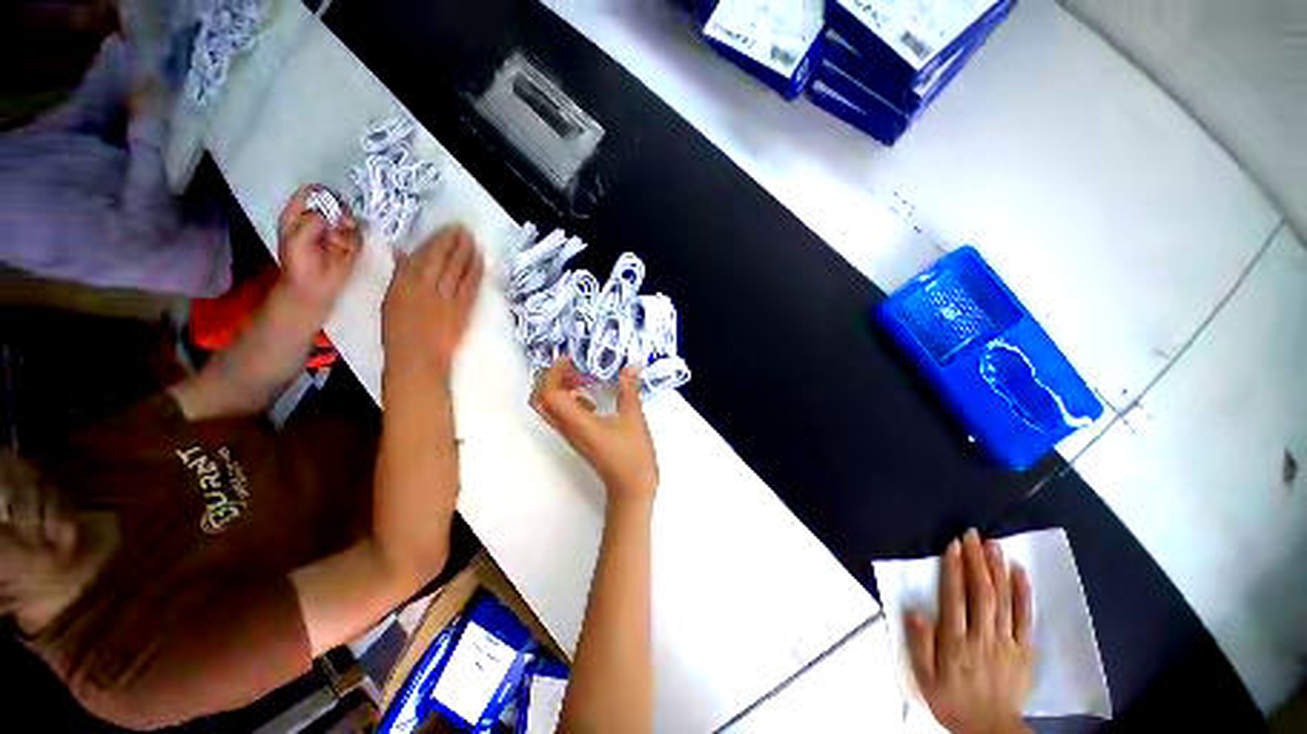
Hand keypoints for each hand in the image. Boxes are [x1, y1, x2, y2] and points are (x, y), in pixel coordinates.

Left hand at [277, 185, 361, 311]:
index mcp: (298, 215)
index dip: (320, 191)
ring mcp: (336, 232)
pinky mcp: (351, 244)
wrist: (314, 288)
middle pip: (334, 202)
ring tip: (341, 240)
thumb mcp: (296, 240)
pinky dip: (355, 241)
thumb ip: (309, 223)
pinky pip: (358, 235)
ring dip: (348, 227)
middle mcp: (319, 220)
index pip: (309, 192)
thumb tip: (326, 215)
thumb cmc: (298, 265)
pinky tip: (347, 251)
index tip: (330, 197)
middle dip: (339, 210)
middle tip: (339, 222)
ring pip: (349, 218)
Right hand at [382, 225, 483, 379]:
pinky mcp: (462, 309)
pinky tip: (481, 261)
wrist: (418, 359)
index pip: (423, 256)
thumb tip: (405, 254)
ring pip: (458, 269)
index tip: (447, 230)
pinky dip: (476, 272)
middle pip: (442, 259)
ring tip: (473, 240)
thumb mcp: (391, 300)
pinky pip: (470, 286)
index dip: (437, 241)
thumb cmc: (398, 332)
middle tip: (464, 229)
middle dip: (454, 241)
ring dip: (467, 252)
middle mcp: (426, 286)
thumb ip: (400, 276)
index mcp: (404, 283)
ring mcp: (446, 298)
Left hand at [531, 359, 658, 504]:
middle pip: (541, 400)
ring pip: (551, 408)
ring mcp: (572, 435)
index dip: (554, 372)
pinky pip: (564, 415)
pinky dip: (571, 400)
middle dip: (551, 378)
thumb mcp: (634, 419)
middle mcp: (568, 428)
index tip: (570, 358)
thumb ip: (629, 391)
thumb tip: (629, 367)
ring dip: (560, 388)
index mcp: (577, 422)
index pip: (549, 394)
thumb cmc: (633, 456)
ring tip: (582, 377)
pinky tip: (592, 397)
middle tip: (571, 366)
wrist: (631, 489)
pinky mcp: (579, 438)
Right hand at [907, 530, 1033, 733]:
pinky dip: (1023, 593)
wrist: (990, 730)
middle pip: (981, 593)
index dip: (954, 569)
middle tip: (973, 535)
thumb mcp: (925, 678)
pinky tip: (1019, 572)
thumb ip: (919, 644)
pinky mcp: (1024, 650)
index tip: (954, 545)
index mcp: (955, 642)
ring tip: (993, 544)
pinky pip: (1025, 618)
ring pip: (1003, 600)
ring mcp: (1006, 643)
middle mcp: (982, 637)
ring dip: (998, 569)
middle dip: (976, 561)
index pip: (954, 598)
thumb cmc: (952, 700)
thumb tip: (915, 611)